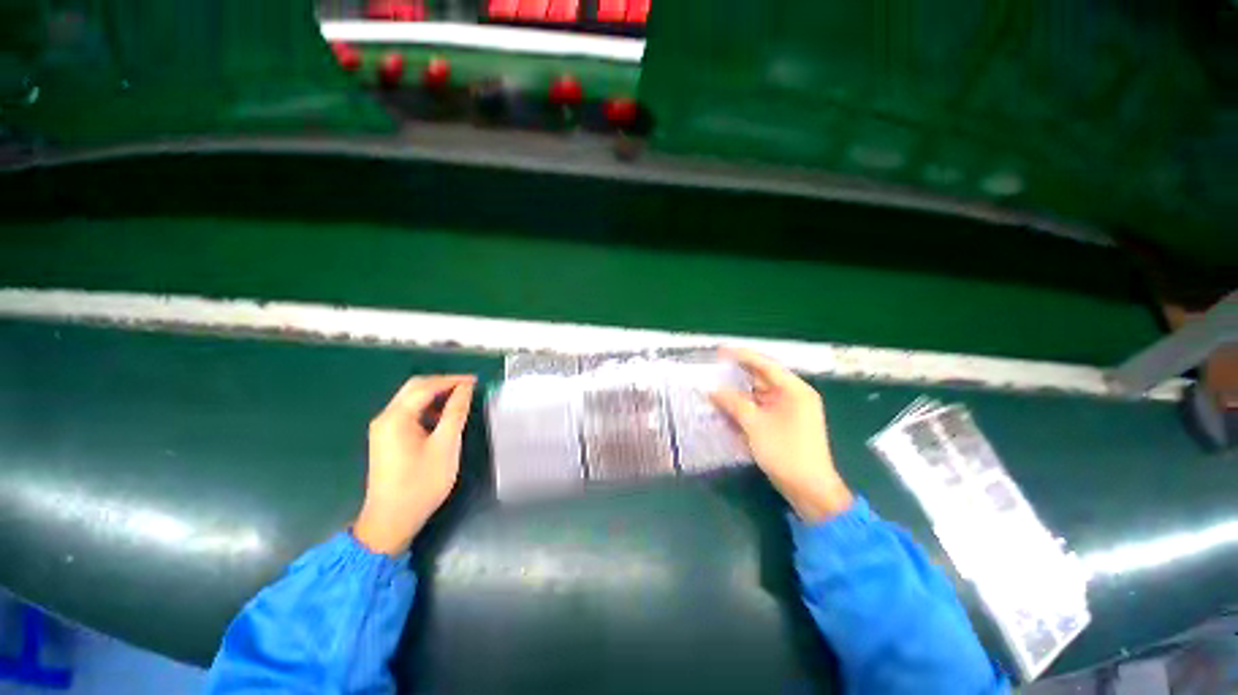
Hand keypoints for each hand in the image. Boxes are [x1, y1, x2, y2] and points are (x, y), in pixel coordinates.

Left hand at [353, 375, 476, 554]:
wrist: (391, 520)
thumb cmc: (421, 483)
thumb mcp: (445, 445)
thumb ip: (456, 412)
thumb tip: (466, 388)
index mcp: (396, 417)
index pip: (426, 386)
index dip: (453, 380)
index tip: (476, 381)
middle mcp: (386, 418)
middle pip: (415, 388)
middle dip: (443, 383)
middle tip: (470, 388)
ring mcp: (384, 428)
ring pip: (412, 399)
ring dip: (436, 395)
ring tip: (461, 400)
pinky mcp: (387, 439)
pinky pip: (410, 413)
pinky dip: (428, 408)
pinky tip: (444, 417)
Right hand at [711, 348, 852, 522]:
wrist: (809, 490)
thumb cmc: (785, 452)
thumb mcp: (755, 425)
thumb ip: (733, 403)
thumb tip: (712, 390)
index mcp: (794, 390)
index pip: (765, 365)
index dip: (742, 356)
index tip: (720, 352)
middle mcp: (793, 395)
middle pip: (762, 378)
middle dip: (737, 375)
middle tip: (713, 370)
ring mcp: (788, 410)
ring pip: (759, 394)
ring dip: (738, 392)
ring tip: (714, 386)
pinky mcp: (782, 423)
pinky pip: (760, 408)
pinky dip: (744, 406)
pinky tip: (726, 405)